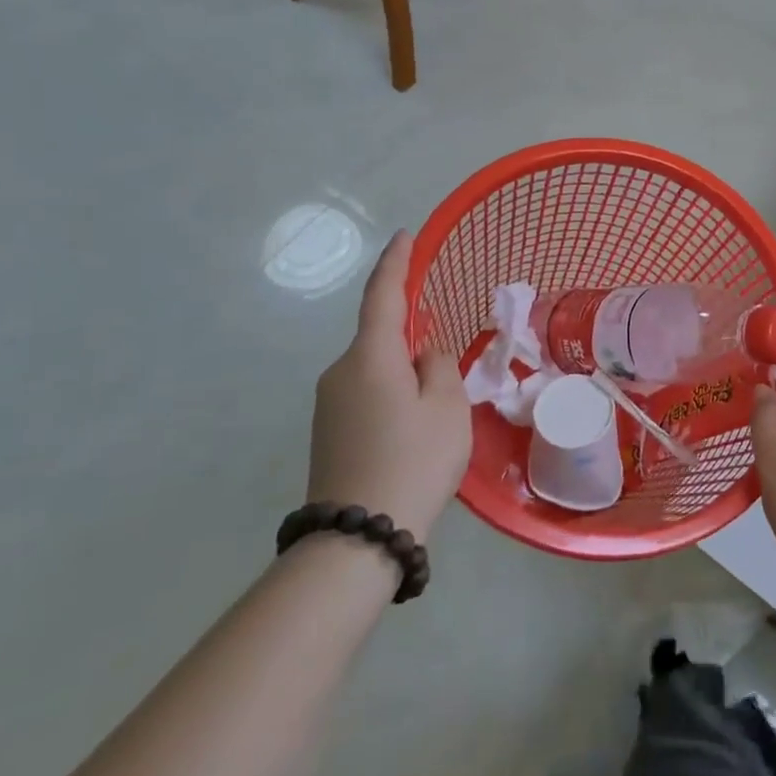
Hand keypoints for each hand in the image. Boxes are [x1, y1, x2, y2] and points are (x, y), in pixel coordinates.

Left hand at [307, 231, 470, 541]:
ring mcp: (329, 404)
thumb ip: (437, 365)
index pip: (383, 295)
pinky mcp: (328, 431)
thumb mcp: (447, 407)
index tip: (404, 236)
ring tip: (435, 411)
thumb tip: (421, 353)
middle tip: (445, 364)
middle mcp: (340, 371)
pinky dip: (391, 394)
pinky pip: (366, 393)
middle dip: (412, 337)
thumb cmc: (413, 461)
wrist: (357, 540)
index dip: (395, 262)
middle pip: (380, 337)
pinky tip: (412, 428)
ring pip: (375, 369)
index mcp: (370, 356)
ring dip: (404, 372)